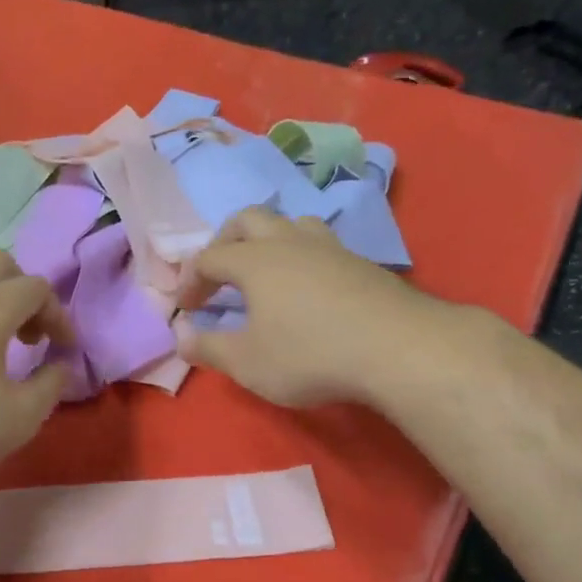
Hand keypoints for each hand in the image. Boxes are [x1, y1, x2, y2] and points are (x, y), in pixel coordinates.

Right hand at [173, 207, 432, 407]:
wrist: (398, 347)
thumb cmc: (309, 354)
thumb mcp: (248, 362)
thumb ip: (209, 348)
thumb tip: (182, 337)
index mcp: (255, 260)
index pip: (208, 257)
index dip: (189, 279)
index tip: (185, 307)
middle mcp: (289, 242)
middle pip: (248, 219)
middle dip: (224, 241)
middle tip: (219, 273)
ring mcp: (330, 248)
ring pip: (291, 224)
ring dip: (268, 241)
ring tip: (266, 272)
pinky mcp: (361, 263)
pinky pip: (321, 245)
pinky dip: (301, 258)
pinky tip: (308, 288)